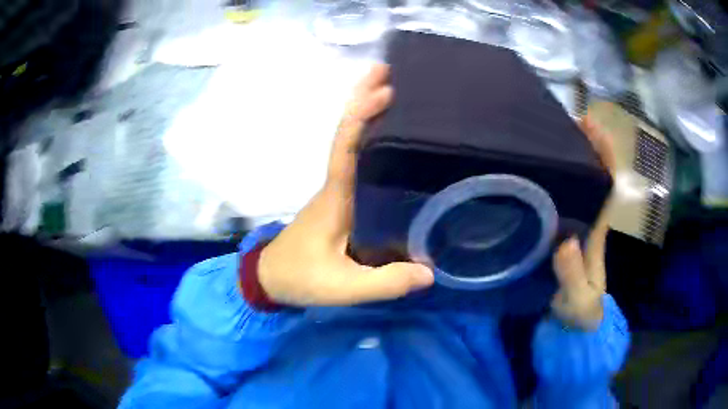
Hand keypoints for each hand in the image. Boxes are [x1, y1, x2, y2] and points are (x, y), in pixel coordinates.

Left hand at [258, 64, 434, 306]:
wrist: (269, 279)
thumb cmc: (300, 278)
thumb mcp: (343, 288)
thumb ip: (384, 283)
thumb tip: (429, 272)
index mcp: (335, 198)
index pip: (346, 147)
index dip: (362, 116)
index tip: (384, 90)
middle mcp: (334, 186)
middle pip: (347, 134)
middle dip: (362, 100)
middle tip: (387, 71)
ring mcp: (335, 192)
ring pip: (350, 144)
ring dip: (365, 114)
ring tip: (390, 89)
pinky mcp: (338, 201)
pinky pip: (354, 161)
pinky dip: (367, 139)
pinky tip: (386, 137)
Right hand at [551, 114, 615, 329]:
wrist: (575, 326)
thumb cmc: (580, 314)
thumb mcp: (578, 302)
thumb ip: (574, 277)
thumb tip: (567, 240)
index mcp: (598, 234)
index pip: (607, 188)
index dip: (604, 158)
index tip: (594, 128)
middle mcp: (590, 223)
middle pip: (595, 178)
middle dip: (589, 147)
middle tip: (571, 119)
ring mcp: (577, 228)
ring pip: (581, 186)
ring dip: (575, 158)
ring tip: (556, 132)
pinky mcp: (564, 236)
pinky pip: (565, 201)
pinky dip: (560, 181)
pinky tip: (544, 168)